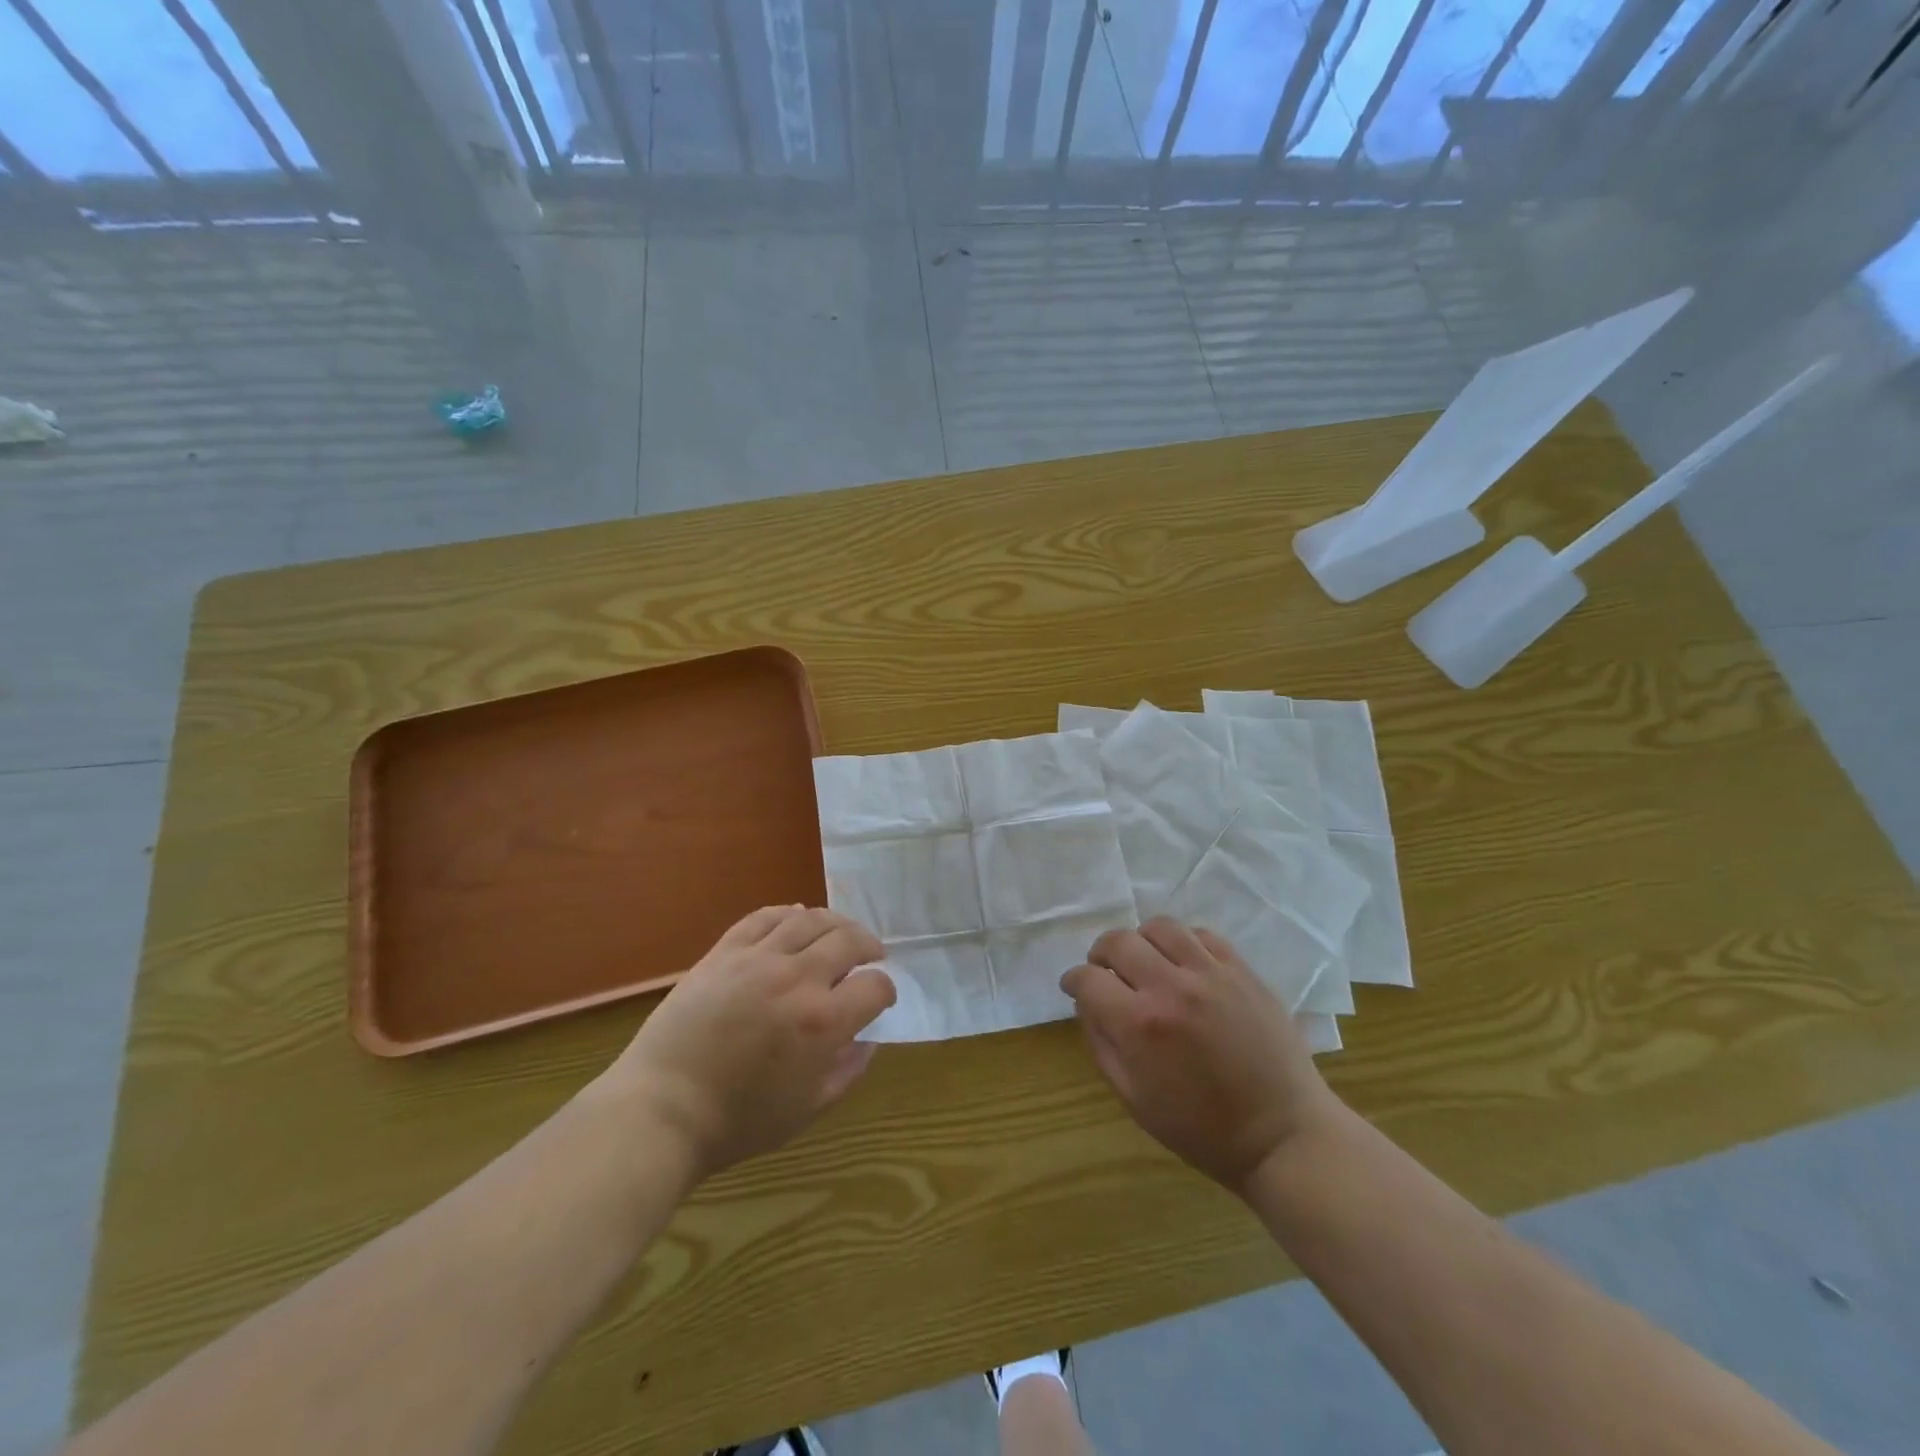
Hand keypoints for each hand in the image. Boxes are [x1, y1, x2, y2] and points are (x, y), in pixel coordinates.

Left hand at [602, 906, 894, 1181]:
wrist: (663, 1109)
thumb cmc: (739, 1120)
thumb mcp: (808, 1109)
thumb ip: (848, 1070)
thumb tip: (868, 1038)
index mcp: (823, 1022)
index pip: (875, 986)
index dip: (885, 990)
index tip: (880, 997)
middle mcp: (797, 979)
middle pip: (849, 941)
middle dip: (869, 946)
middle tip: (872, 955)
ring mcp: (758, 959)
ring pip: (811, 919)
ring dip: (836, 923)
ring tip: (841, 933)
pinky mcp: (725, 952)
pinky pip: (765, 917)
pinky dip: (789, 913)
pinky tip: (798, 919)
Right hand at [1061, 918, 1339, 1193]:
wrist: (1282, 1134)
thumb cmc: (1202, 1127)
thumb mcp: (1134, 1099)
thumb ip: (1101, 1044)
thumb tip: (1085, 1002)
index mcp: (1139, 1024)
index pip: (1087, 978)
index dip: (1074, 980)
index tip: (1075, 987)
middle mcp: (1171, 987)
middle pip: (1118, 941)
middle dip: (1101, 954)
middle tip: (1106, 972)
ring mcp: (1210, 974)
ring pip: (1159, 927)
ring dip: (1141, 941)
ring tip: (1146, 962)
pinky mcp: (1242, 970)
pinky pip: (1202, 935)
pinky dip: (1183, 943)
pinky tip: (1184, 965)